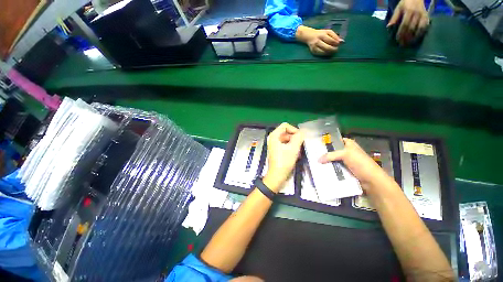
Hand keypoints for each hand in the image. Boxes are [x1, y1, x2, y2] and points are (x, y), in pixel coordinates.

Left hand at [263, 123, 303, 192]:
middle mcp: (273, 139)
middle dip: (295, 138)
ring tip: (299, 152)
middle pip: (286, 133)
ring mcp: (274, 145)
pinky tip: (296, 155)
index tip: (300, 137)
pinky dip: (291, 149)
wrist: (277, 176)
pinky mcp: (277, 151)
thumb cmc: (284, 161)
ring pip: (287, 140)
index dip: (294, 129)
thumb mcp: (293, 148)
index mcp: (274, 136)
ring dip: (294, 144)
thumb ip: (299, 137)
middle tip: (301, 145)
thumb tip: (302, 131)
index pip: (285, 126)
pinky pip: (286, 146)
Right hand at [295, 25, 342, 55]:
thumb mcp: (328, 32)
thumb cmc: (320, 33)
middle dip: (333, 49)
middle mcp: (318, 41)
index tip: (338, 44)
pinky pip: (320, 54)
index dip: (336, 43)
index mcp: (322, 35)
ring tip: (332, 51)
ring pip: (323, 52)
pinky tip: (327, 52)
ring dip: (329, 53)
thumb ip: (335, 36)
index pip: (331, 40)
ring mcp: (315, 47)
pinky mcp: (313, 51)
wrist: (309, 36)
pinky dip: (325, 54)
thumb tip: (341, 41)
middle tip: (336, 49)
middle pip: (327, 47)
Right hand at [319, 138, 394, 194]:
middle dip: (324, 153)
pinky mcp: (345, 169)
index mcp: (349, 144)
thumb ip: (330, 155)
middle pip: (333, 150)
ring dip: (326, 161)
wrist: (371, 180)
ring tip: (316, 162)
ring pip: (333, 159)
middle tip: (315, 154)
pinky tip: (322, 169)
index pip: (336, 140)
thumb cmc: (360, 163)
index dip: (328, 141)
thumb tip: (318, 159)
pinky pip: (335, 167)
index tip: (317, 144)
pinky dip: (330, 168)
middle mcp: (347, 151)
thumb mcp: (345, 154)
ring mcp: (346, 161)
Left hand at [387, 0, 429, 45]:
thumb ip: (394, 18)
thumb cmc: (405, 3)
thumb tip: (388, 27)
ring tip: (408, 43)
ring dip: (414, 37)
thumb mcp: (398, 8)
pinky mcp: (427, 17)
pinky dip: (420, 34)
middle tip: (402, 44)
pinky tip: (416, 39)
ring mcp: (423, 15)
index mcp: (409, 11)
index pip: (404, 24)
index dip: (401, 33)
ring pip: (419, 28)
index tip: (397, 40)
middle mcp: (417, 13)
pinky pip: (425, 27)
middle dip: (406, 37)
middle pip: (411, 28)